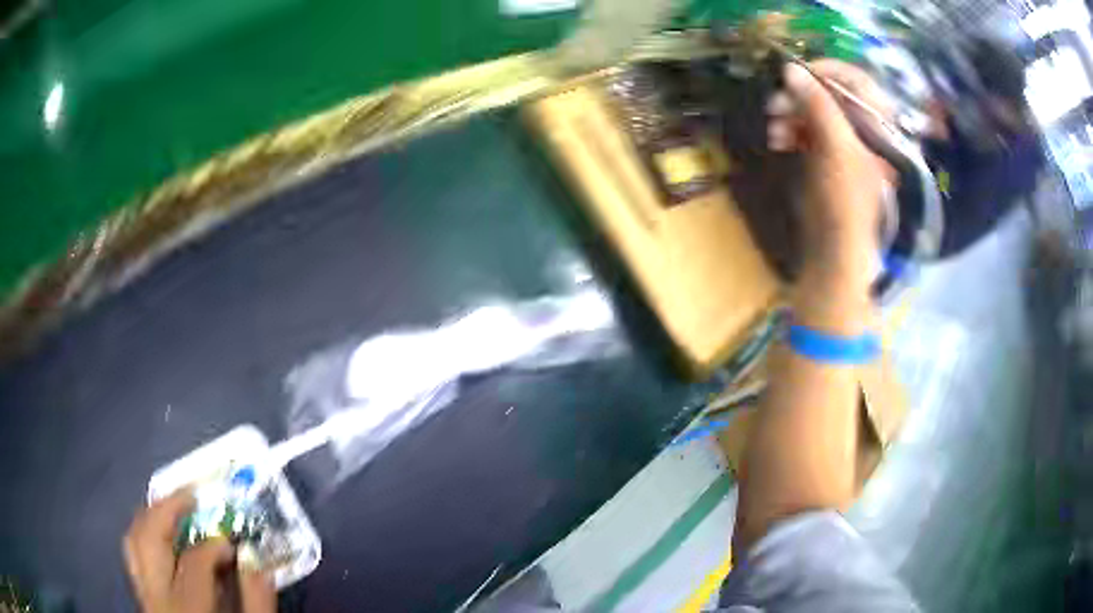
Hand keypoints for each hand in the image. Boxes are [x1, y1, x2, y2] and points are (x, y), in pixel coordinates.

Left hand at [123, 490, 275, 612]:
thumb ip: (257, 603)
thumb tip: (257, 562)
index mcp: (188, 607)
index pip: (195, 561)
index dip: (215, 545)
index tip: (232, 544)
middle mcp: (157, 596)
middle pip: (150, 538)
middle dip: (167, 509)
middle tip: (190, 496)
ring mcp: (144, 595)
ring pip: (133, 542)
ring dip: (149, 517)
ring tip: (170, 507)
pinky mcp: (141, 596)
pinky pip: (133, 556)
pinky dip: (143, 537)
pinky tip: (159, 536)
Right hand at [766, 60, 890, 291]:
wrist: (836, 247)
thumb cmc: (847, 198)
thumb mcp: (836, 147)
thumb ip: (818, 104)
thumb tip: (790, 69)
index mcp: (878, 123)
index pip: (856, 79)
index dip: (827, 70)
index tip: (797, 73)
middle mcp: (863, 127)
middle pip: (831, 93)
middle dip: (800, 95)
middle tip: (776, 103)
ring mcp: (844, 141)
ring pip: (814, 110)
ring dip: (790, 113)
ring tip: (773, 126)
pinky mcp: (825, 154)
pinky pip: (806, 128)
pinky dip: (790, 129)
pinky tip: (777, 139)